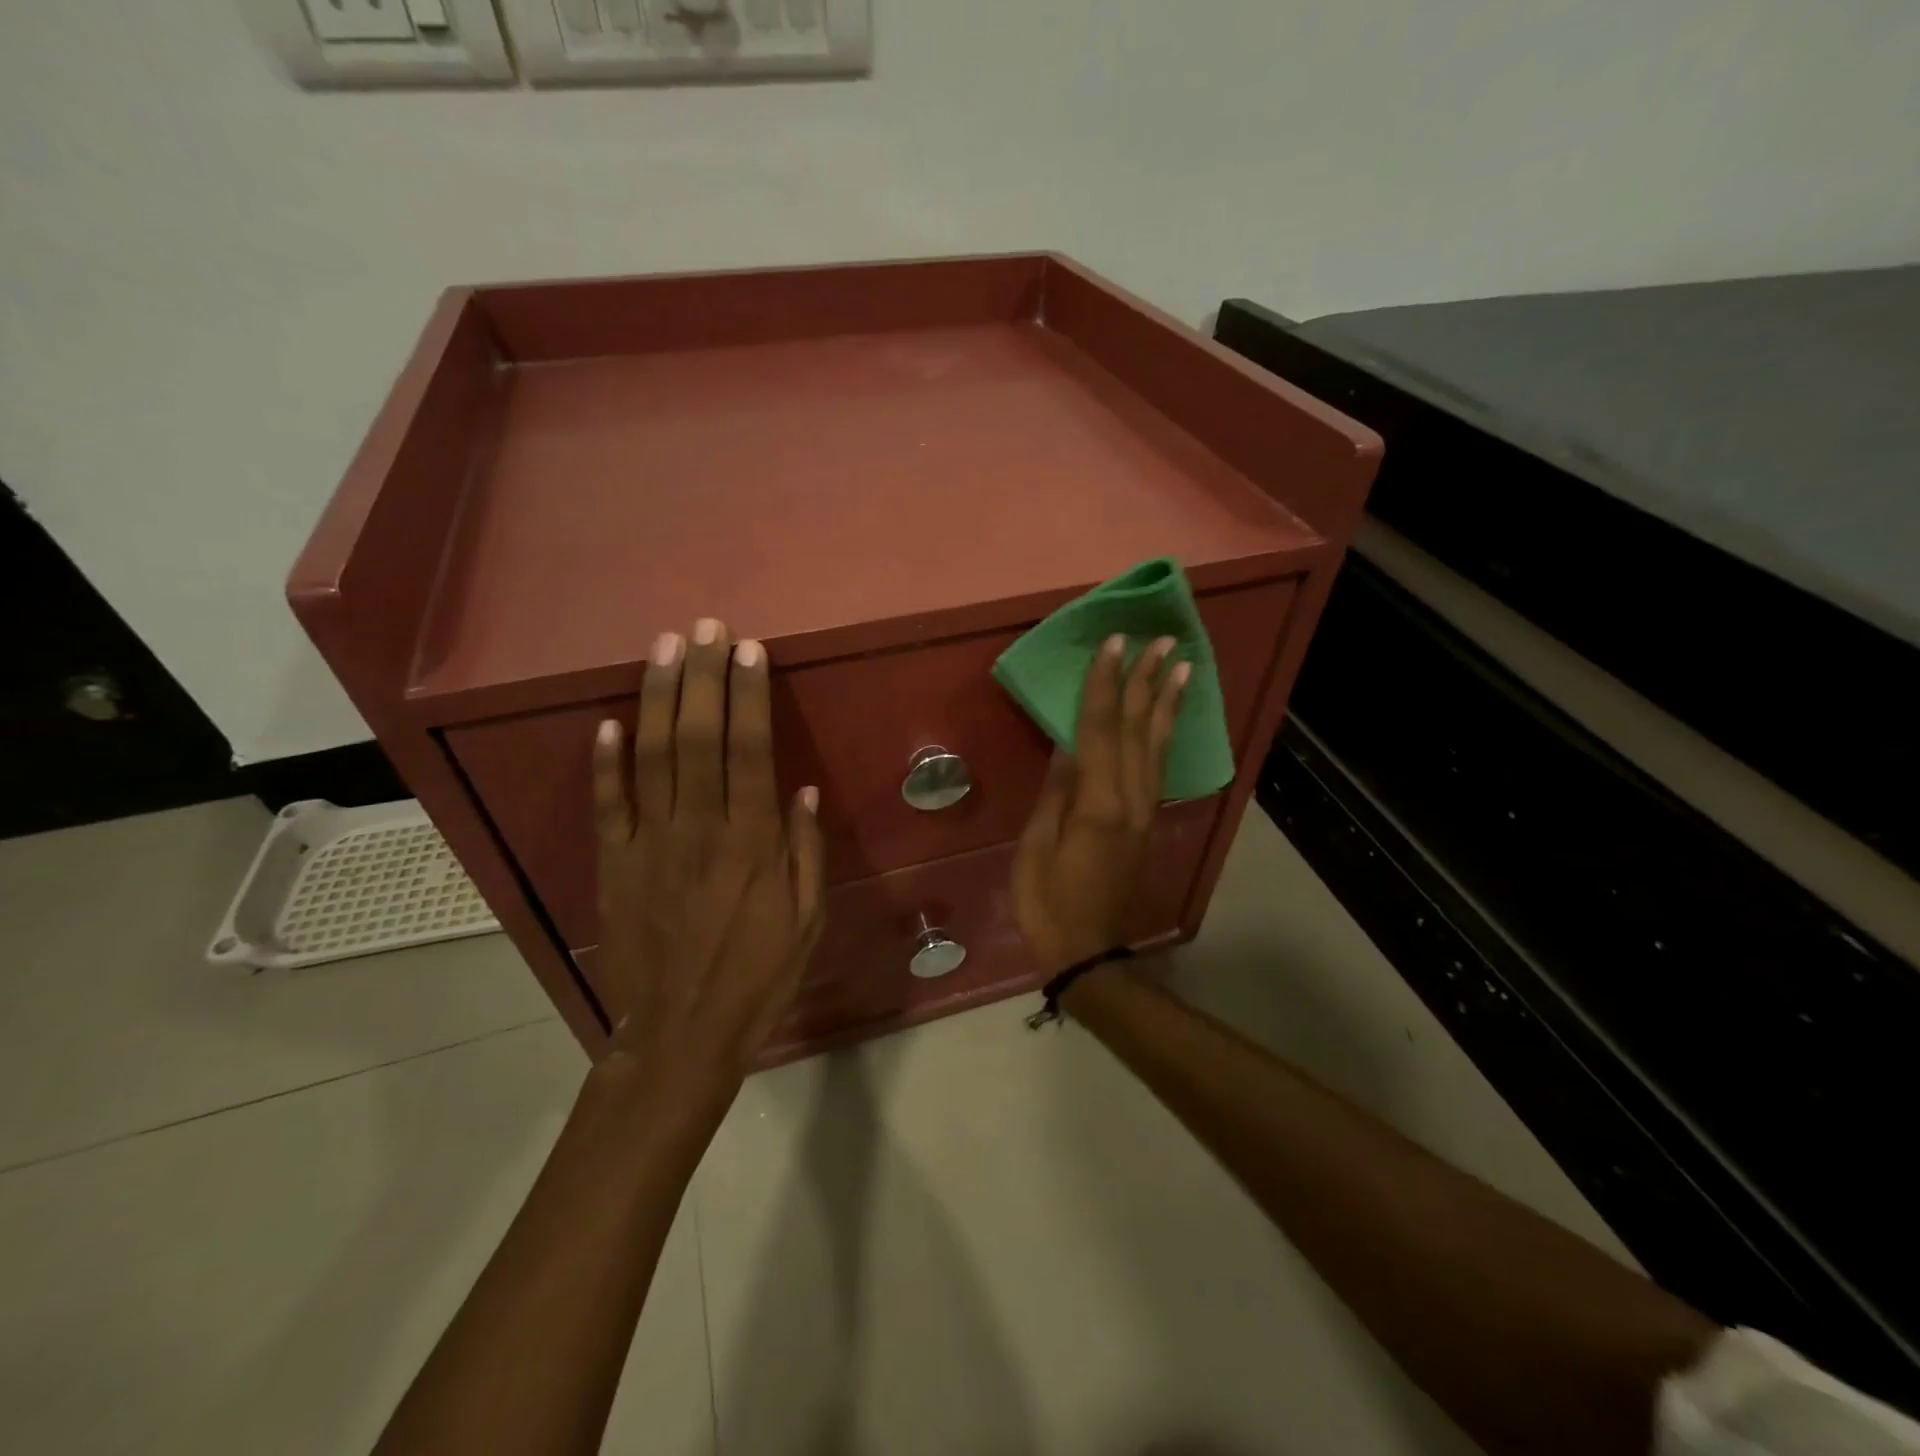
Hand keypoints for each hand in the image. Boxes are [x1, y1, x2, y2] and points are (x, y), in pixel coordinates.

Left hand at [591, 618, 825, 1108]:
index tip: (750, 651)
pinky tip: (608, 721)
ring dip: (658, 699)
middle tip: (706, 629)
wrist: (681, 1034)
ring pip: (652, 757)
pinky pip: (608, 805)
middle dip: (703, 677)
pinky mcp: (615, 864)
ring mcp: (651, 844)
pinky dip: (605, 762)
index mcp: (753, 843)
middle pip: (699, 738)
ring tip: (663, 649)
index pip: (751, 751)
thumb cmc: (758, 976)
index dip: (749, 696)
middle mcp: (700, 830)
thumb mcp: (807, 921)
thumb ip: (805, 853)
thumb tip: (801, 791)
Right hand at [1012, 634, 1188, 974]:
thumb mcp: (1037, 847)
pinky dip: (1166, 734)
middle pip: (1138, 730)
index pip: (1101, 730)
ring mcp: (1144, 812)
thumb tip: (1068, 745)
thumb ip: (1056, 793)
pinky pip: (1159, 767)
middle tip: (1159, 639)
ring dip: (1166, 702)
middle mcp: (1130, 801)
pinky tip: (1169, 717)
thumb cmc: (1047, 902)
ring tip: (1180, 665)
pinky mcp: (1146, 822)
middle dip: (1145, 681)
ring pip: (1157, 745)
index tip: (1114, 644)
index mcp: (1097, 805)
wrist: (1087, 951)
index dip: (1105, 684)